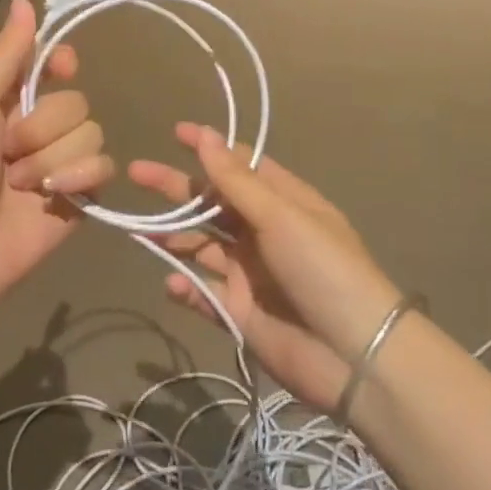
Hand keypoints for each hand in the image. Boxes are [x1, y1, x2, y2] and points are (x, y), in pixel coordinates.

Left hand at [0, 0, 113, 316]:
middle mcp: (38, 128)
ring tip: (19, 186)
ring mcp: (61, 163)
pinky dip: (78, 179)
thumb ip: (7, 54)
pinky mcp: (80, 197)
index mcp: (9, 101)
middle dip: (42, 128)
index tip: (61, 68)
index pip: (54, 64)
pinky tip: (53, 198)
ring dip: (52, 160)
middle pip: (77, 102)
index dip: (62, 62)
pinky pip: (103, 168)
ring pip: (92, 133)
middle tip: (6, 153)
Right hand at [128, 124, 400, 411]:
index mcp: (284, 202)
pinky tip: (173, 283)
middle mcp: (265, 233)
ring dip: (174, 237)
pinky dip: (187, 287)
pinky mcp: (240, 312)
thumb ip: (236, 180)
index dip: (210, 148)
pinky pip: (205, 292)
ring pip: (203, 246)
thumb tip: (205, 134)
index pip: (241, 165)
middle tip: (136, 172)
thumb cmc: (322, 269)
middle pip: (213, 203)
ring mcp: (251, 273)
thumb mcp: (281, 216)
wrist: (353, 357)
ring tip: (141, 231)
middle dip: (177, 188)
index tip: (175, 133)